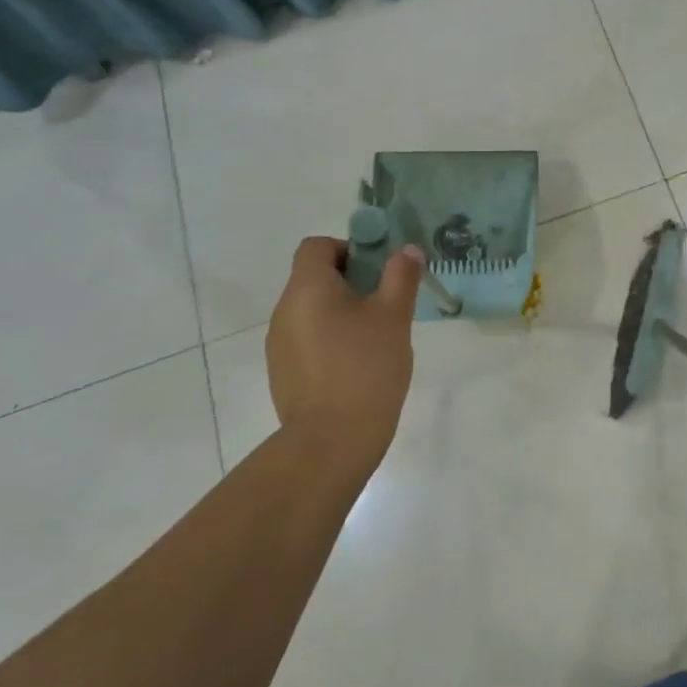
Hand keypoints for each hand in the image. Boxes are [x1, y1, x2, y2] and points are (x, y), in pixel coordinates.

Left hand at [265, 237, 422, 476]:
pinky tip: (358, 366)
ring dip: (342, 313)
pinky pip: (309, 340)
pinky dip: (331, 340)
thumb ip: (401, 276)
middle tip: (387, 305)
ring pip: (313, 311)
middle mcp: (284, 310)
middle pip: (315, 278)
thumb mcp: (394, 316)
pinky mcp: (283, 373)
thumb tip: (407, 250)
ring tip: (376, 339)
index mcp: (307, 288)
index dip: (349, 248)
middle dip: (352, 283)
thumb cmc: (366, 367)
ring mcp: (279, 344)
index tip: (379, 271)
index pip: (317, 246)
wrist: (332, 441)